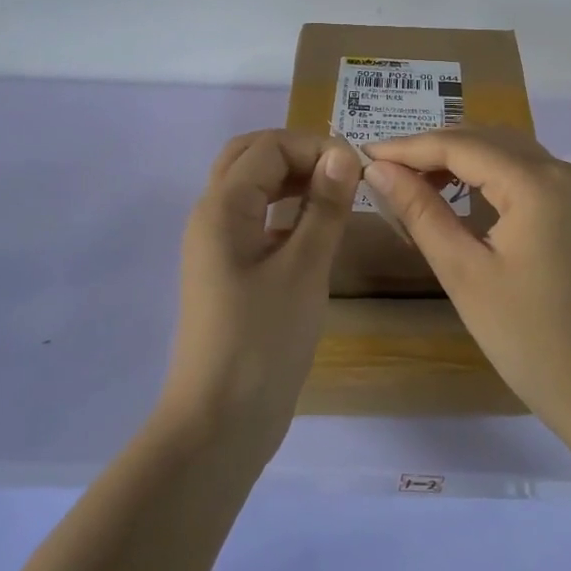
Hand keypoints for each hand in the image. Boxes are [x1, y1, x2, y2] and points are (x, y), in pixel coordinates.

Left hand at [159, 130, 361, 456]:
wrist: (220, 423)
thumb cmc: (263, 341)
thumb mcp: (304, 268)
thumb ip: (324, 206)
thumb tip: (343, 154)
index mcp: (223, 207)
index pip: (269, 147)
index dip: (314, 147)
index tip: (358, 170)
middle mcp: (212, 215)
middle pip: (249, 157)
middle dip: (296, 154)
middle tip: (340, 173)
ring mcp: (217, 244)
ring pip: (251, 187)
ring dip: (290, 178)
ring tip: (335, 193)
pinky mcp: (228, 270)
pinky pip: (255, 218)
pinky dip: (284, 209)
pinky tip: (315, 228)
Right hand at [363, 128, 570, 425]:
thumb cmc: (524, 334)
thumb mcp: (462, 271)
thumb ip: (419, 211)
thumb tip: (377, 169)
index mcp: (535, 183)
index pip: (460, 146)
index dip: (409, 147)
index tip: (365, 154)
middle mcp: (560, 169)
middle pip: (484, 138)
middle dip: (432, 148)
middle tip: (384, 169)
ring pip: (503, 149)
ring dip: (458, 157)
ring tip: (412, 179)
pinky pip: (521, 168)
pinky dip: (485, 171)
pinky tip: (455, 190)